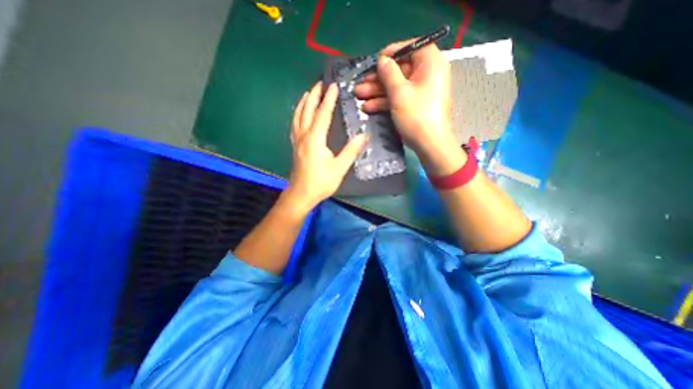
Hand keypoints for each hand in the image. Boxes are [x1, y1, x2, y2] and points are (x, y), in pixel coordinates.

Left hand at [285, 80, 366, 210]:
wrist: (301, 194)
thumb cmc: (321, 182)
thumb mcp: (339, 167)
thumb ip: (351, 150)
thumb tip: (364, 135)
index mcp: (315, 138)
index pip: (323, 113)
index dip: (329, 99)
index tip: (333, 85)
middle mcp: (304, 135)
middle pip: (307, 110)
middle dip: (314, 95)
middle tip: (319, 83)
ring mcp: (297, 140)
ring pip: (298, 116)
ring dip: (304, 102)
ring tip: (308, 93)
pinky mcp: (295, 146)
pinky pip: (294, 124)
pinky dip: (297, 114)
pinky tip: (299, 114)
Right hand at [357, 38, 464, 174]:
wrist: (430, 145)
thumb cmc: (417, 116)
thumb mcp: (399, 92)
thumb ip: (389, 73)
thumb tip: (382, 60)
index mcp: (430, 63)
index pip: (411, 47)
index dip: (392, 52)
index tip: (375, 61)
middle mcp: (427, 74)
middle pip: (400, 70)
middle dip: (378, 79)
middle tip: (360, 84)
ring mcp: (421, 92)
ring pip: (396, 86)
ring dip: (377, 92)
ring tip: (359, 96)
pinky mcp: (415, 105)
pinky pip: (399, 98)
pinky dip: (385, 102)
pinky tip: (368, 107)